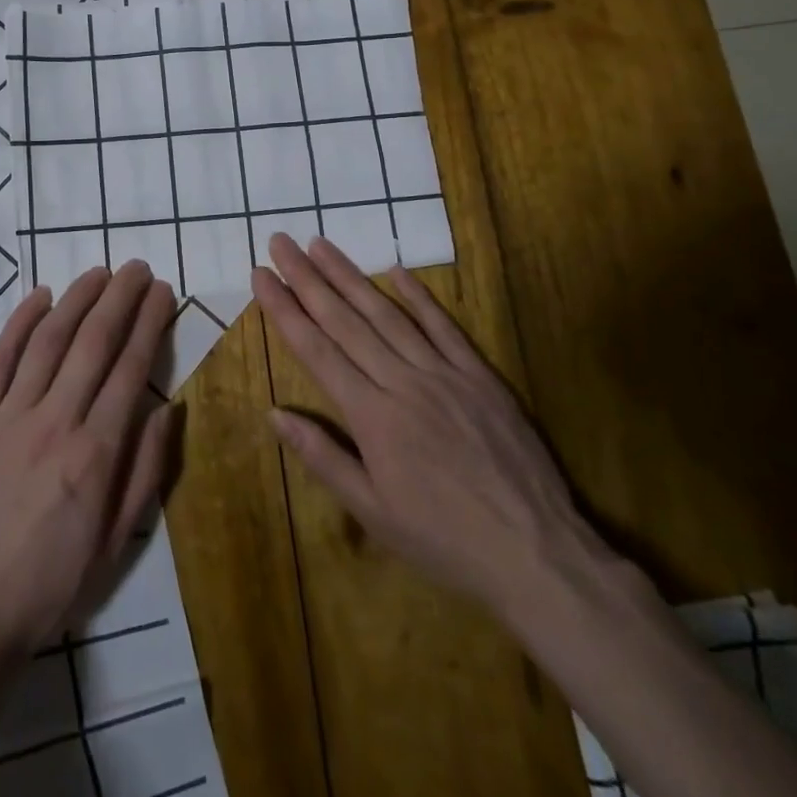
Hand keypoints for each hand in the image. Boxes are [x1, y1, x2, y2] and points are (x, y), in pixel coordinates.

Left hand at [0, 260, 180, 663]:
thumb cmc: (50, 585)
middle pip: (93, 342)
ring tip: (99, 271)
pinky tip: (39, 296)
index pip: (130, 368)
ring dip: (77, 299)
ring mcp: (10, 416)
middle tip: (138, 267)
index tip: (163, 292)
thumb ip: (145, 471)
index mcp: (96, 453)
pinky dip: (20, 323)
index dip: (149, 323)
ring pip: (49, 340)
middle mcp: (56, 421)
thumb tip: (168, 408)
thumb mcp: (116, 544)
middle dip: (120, 297)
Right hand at [253, 234, 611, 622]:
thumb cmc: (443, 539)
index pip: (316, 349)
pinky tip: (395, 268)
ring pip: (386, 314)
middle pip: (344, 320)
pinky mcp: (479, 375)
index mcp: (371, 416)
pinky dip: (418, 296)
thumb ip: (323, 457)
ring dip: (350, 276)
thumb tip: (275, 414)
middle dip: (307, 278)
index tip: (260, 275)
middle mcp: (402, 382)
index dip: (284, 309)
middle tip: (281, 243)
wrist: (535, 553)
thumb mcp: (373, 513)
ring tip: (320, 244)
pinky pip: (443, 326)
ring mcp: (443, 373)